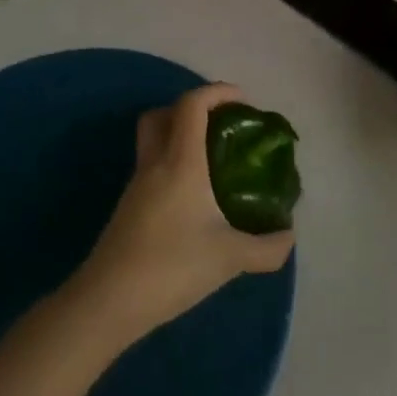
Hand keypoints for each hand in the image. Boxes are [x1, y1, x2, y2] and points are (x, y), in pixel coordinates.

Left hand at [74, 84, 294, 343]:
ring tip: (214, 161)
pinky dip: (172, 166)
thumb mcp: (230, 258)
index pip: (192, 105)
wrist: (107, 303)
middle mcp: (155, 165)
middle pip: (162, 114)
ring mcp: (137, 187)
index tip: (243, 101)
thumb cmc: (171, 267)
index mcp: (180, 162)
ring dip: (180, 137)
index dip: (217, 92)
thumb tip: (289, 236)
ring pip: (153, 142)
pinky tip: (195, 198)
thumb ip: (267, 247)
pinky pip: (152, 169)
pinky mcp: (129, 209)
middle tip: (221, 125)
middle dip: (191, 109)